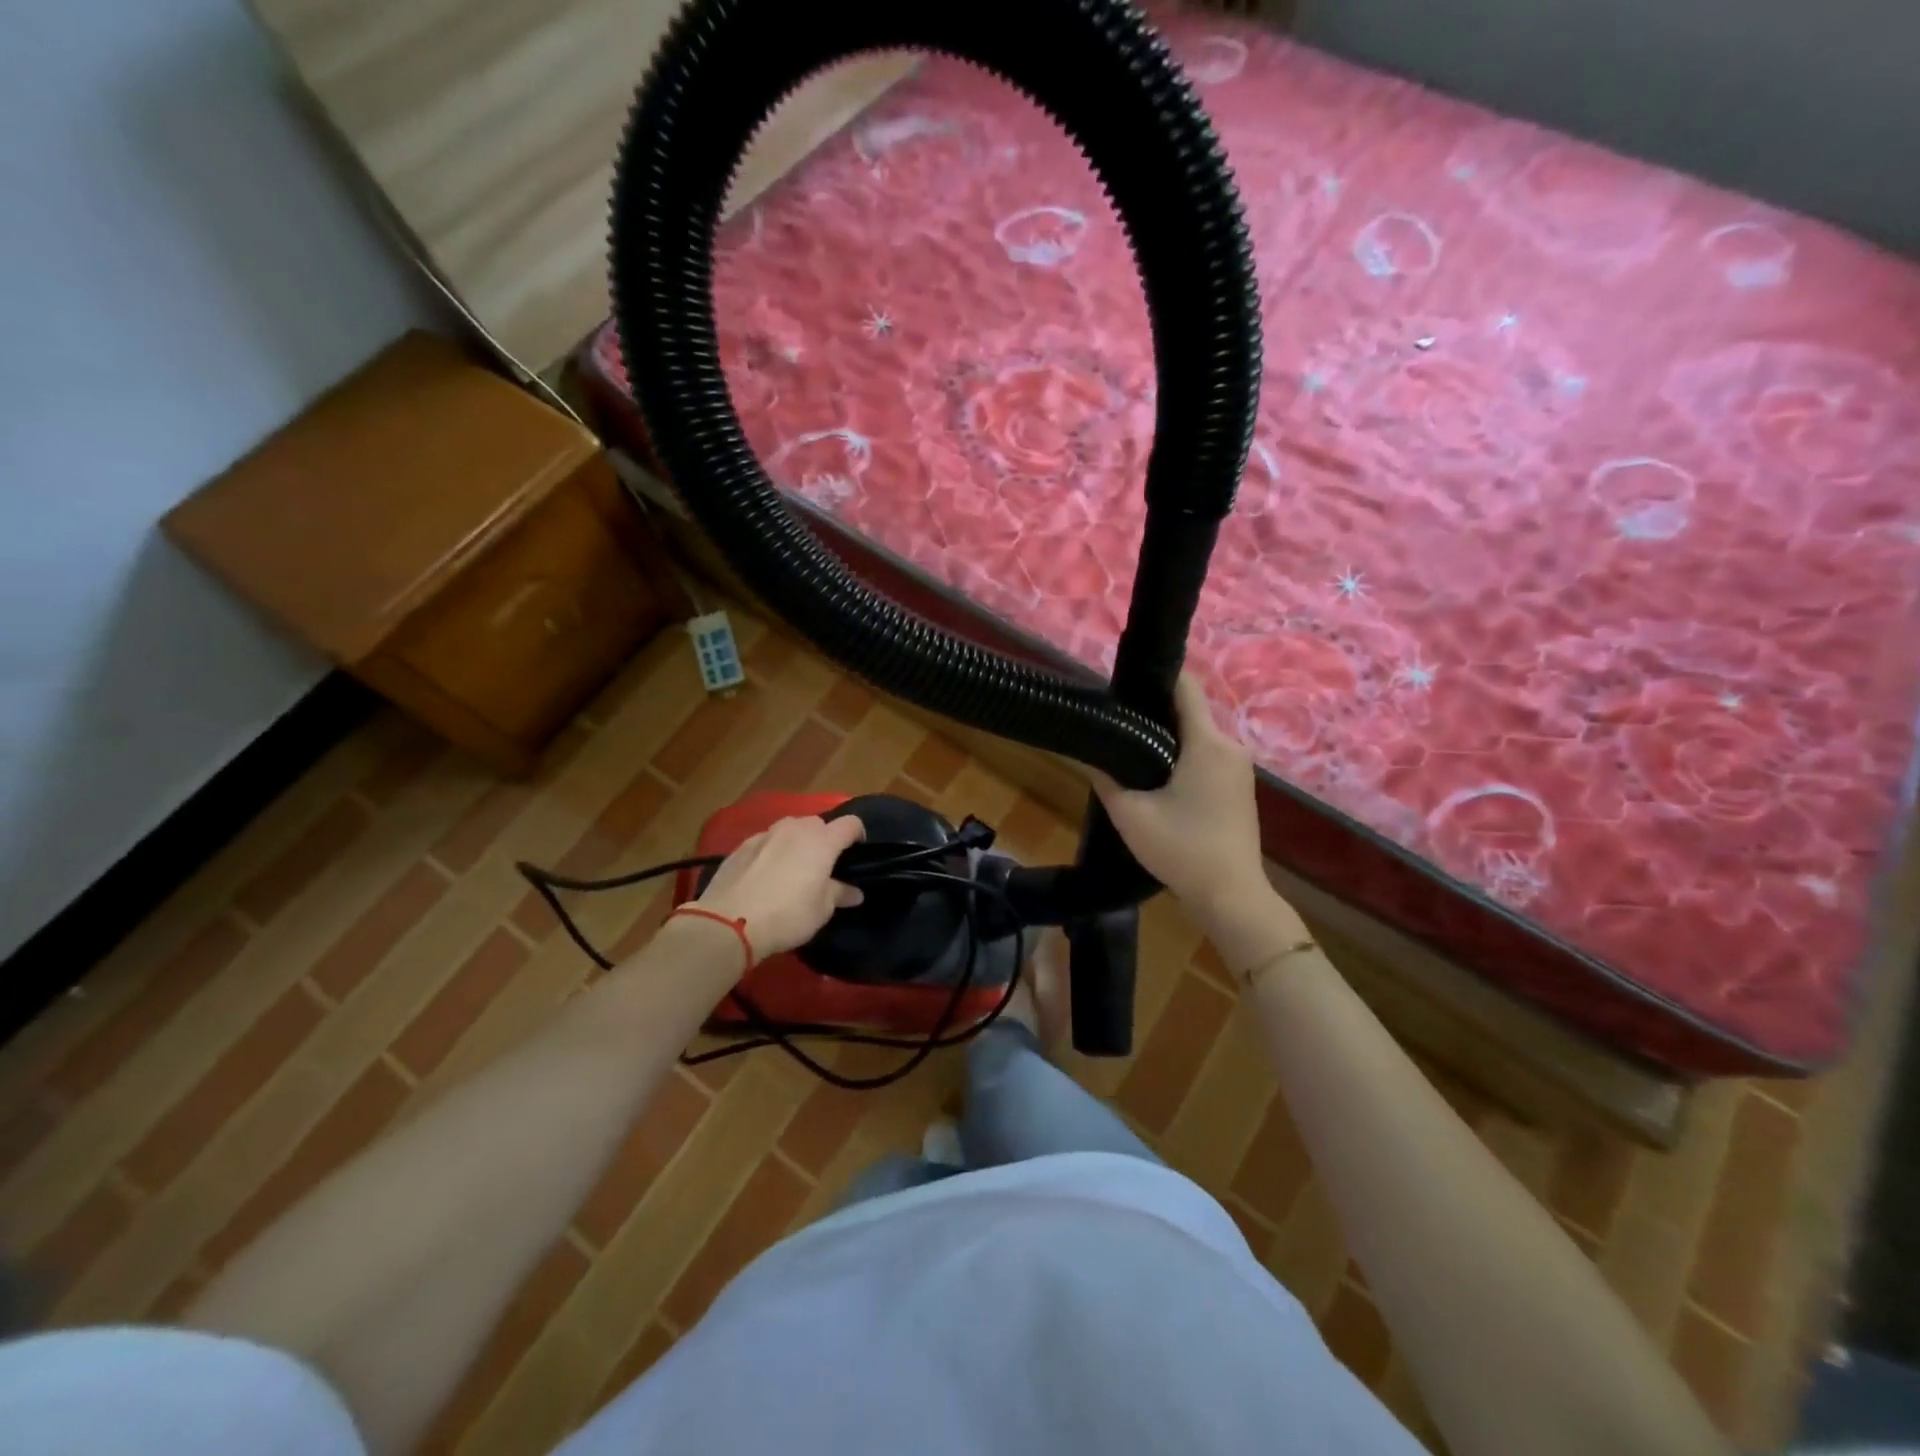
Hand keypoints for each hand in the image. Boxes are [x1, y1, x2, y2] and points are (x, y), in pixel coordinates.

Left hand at [694, 814, 865, 959]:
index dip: (858, 835)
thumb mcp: (821, 910)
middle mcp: (795, 828)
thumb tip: (854, 892)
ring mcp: (765, 834)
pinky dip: (772, 851)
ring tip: (793, 868)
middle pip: (818, 823)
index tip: (857, 853)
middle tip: (823, 866)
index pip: (850, 824)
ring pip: (790, 829)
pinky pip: (766, 841)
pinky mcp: (741, 846)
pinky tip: (765, 874)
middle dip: (824, 839)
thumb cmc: (787, 915)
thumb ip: (839, 894)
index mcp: (822, 841)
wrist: (729, 922)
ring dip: (797, 842)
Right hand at [1089, 675, 1265, 915]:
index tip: (1123, 685)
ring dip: (1168, 737)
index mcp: (1207, 743)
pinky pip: (1208, 756)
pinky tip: (1158, 776)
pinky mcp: (1240, 786)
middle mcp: (1230, 746)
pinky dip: (1184, 756)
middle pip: (1190, 711)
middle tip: (1117, 723)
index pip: (1185, 687)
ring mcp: (1240, 767)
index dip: (1154, 678)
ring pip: (1198, 735)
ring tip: (1131, 748)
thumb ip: (1105, 777)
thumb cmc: (1182, 849)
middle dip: (1154, 712)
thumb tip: (1085, 751)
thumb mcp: (1131, 814)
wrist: (1231, 896)